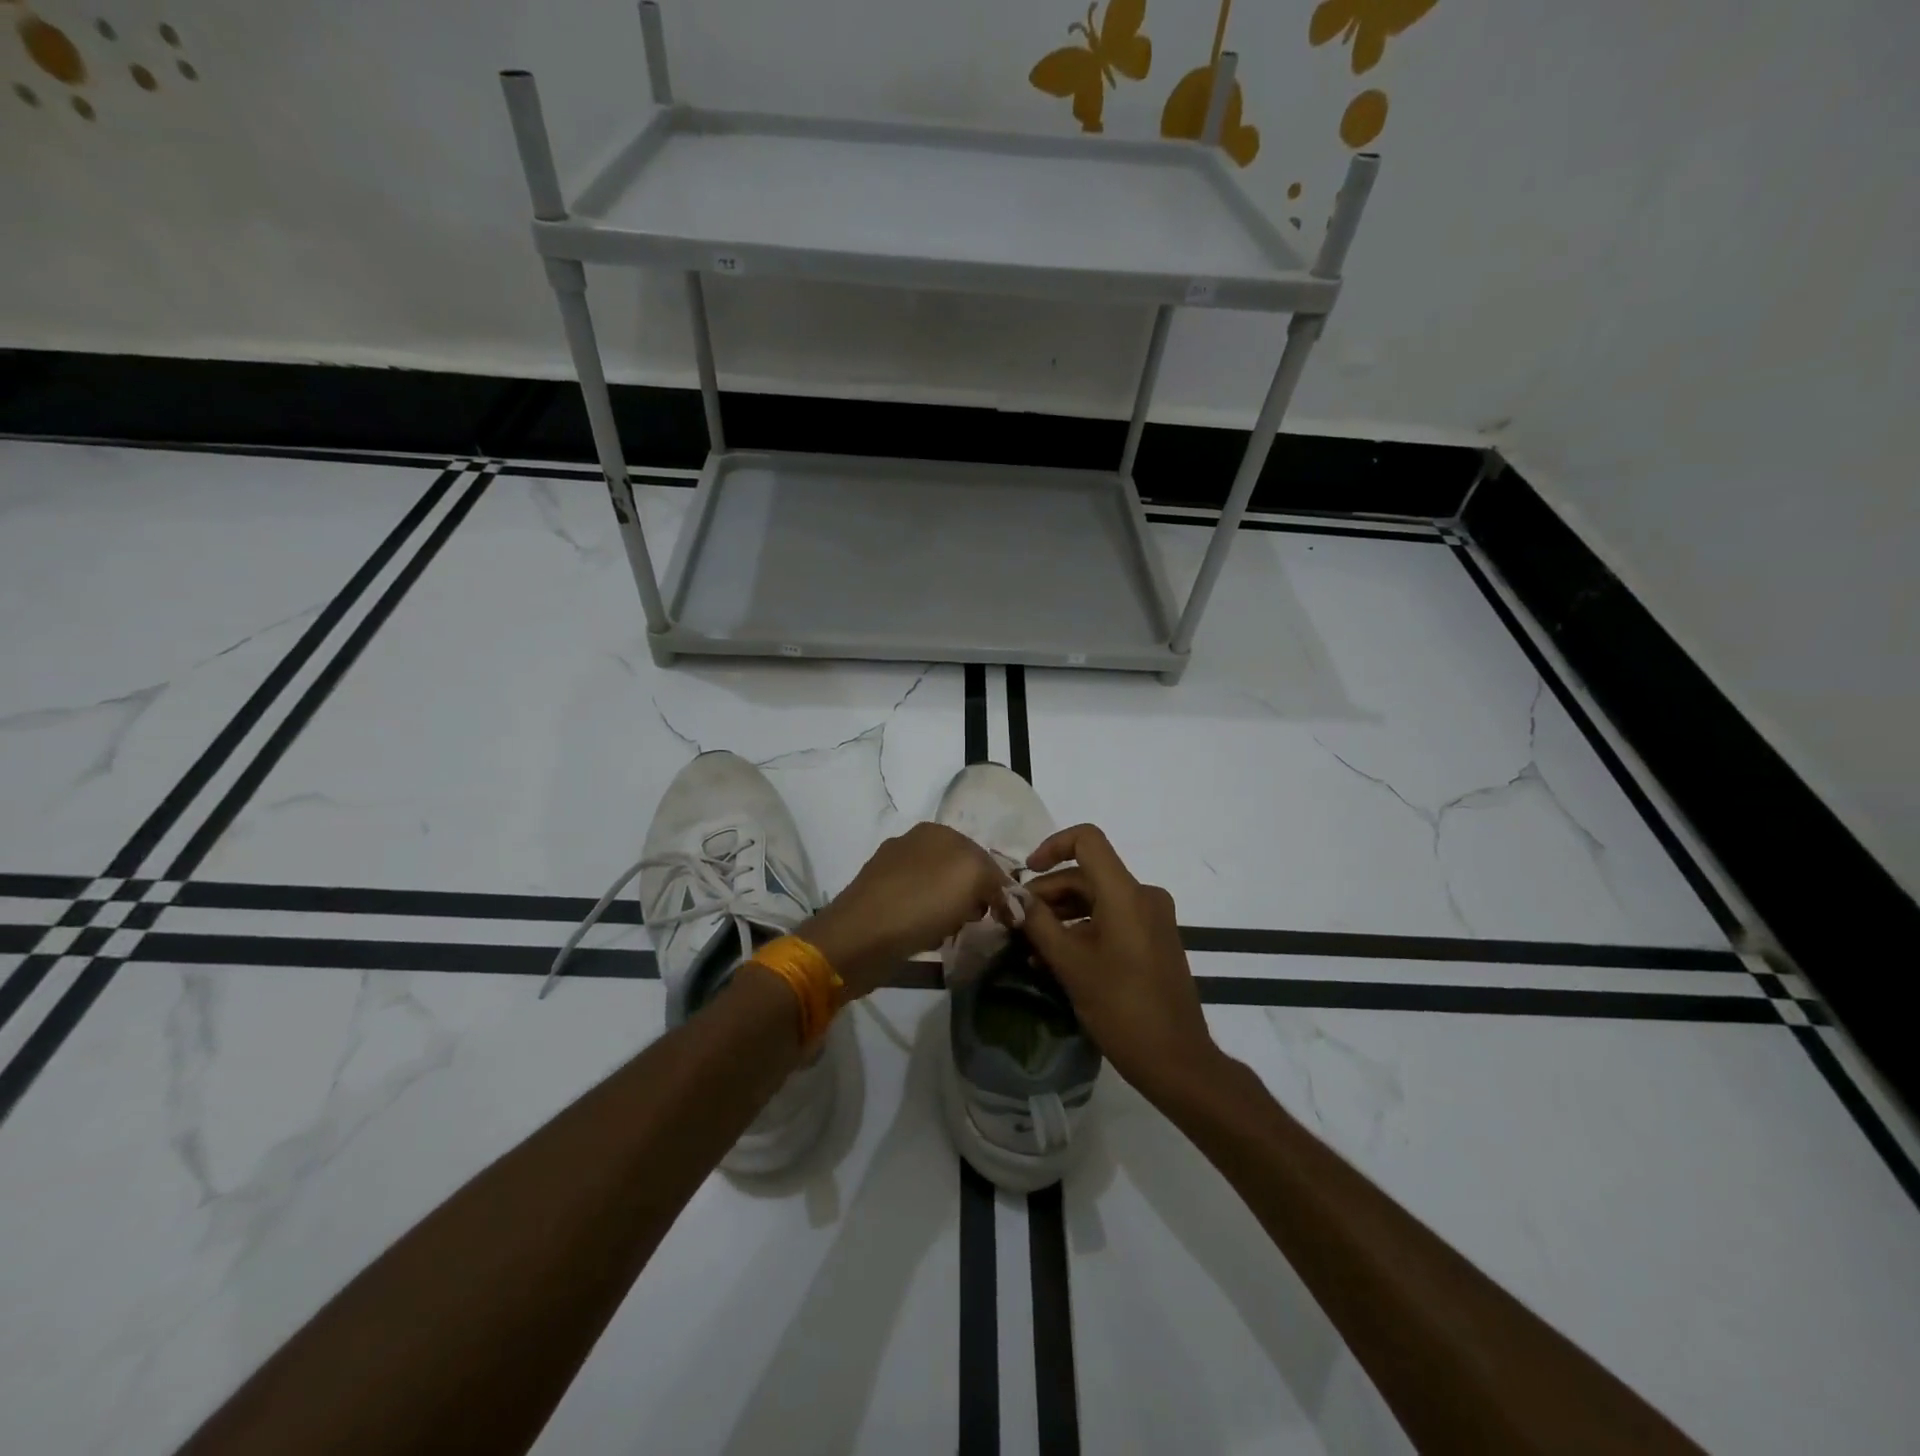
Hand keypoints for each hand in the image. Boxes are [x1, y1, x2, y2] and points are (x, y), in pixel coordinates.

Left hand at [802, 824, 1009, 997]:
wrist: (859, 937)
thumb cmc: (920, 902)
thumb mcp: (972, 877)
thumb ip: (996, 879)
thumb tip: (1004, 895)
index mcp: (936, 831)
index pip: (982, 854)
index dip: (997, 885)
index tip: (1004, 915)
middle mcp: (912, 844)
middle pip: (960, 873)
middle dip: (973, 898)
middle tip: (976, 923)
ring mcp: (891, 872)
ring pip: (939, 892)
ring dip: (951, 913)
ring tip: (951, 934)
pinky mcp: (878, 900)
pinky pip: (917, 910)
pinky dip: (928, 924)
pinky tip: (927, 940)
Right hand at [1020, 824, 1219, 1103]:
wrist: (1177, 1060)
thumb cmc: (1121, 1008)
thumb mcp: (1070, 964)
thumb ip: (1037, 923)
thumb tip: (1010, 897)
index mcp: (1126, 893)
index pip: (1087, 840)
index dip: (1052, 846)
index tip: (1026, 875)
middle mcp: (1144, 896)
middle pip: (1088, 874)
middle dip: (1048, 892)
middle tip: (1017, 921)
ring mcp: (1152, 918)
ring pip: (1098, 899)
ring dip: (1062, 914)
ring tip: (1030, 945)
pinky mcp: (1154, 939)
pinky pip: (1113, 919)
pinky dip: (1083, 929)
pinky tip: (1056, 958)